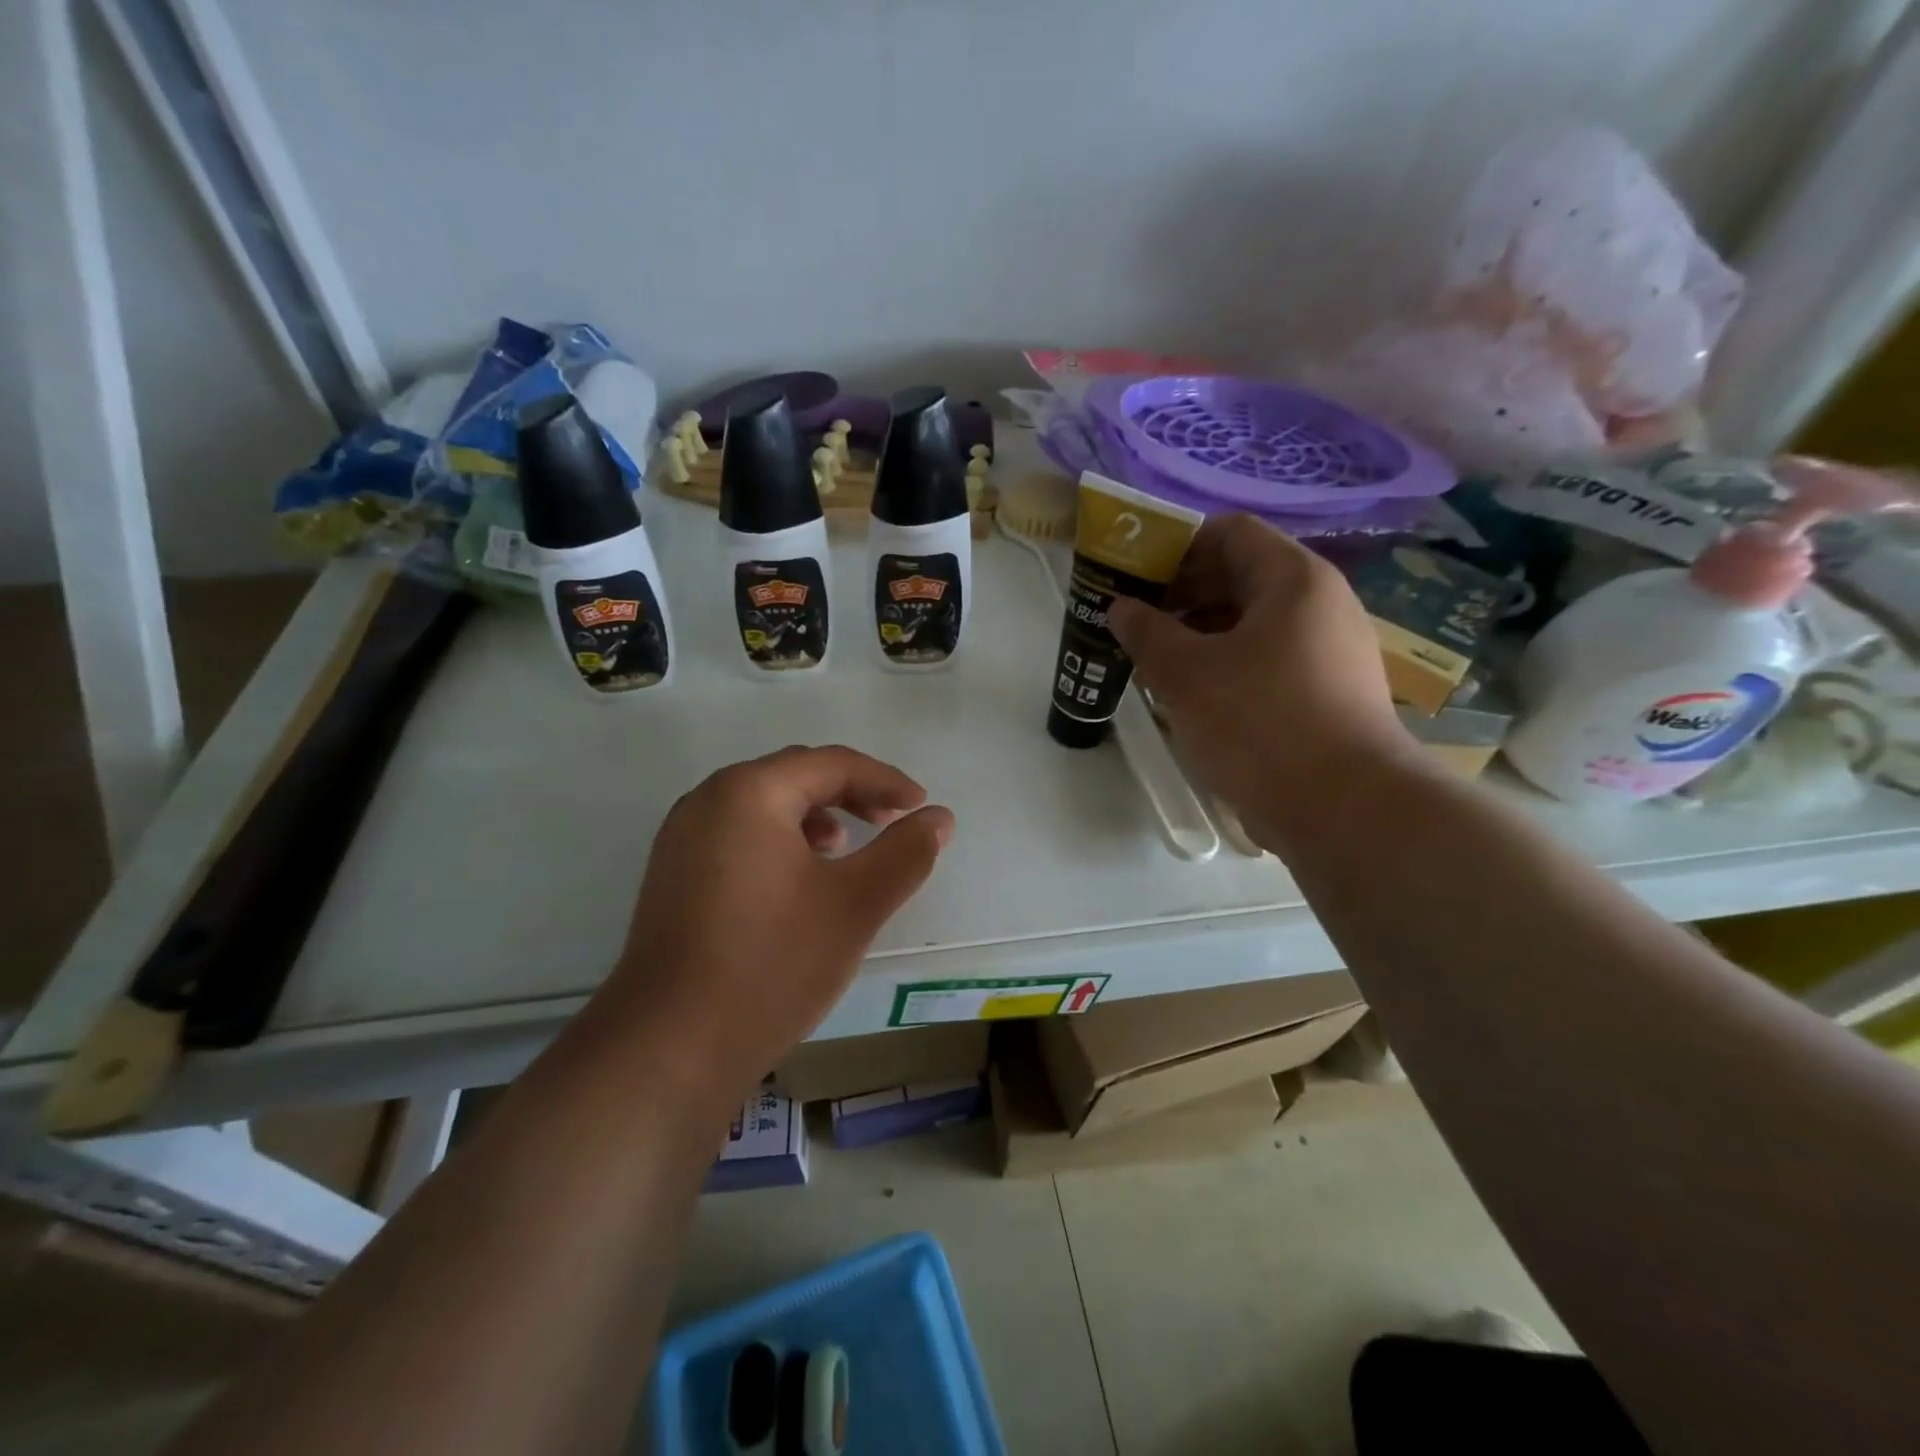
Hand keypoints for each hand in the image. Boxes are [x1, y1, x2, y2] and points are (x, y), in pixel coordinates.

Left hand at [602, 746, 952, 1110]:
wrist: (669, 1048)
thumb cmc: (771, 963)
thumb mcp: (855, 904)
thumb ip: (905, 853)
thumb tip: (940, 818)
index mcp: (748, 792)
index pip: (831, 764)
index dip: (884, 780)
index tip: (920, 808)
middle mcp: (707, 801)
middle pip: (793, 776)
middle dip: (849, 793)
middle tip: (891, 820)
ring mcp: (681, 839)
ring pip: (763, 806)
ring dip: (813, 816)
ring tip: (845, 849)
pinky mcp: (672, 876)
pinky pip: (737, 836)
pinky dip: (779, 842)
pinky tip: (797, 883)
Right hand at [1107, 514, 1415, 851]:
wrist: (1343, 808)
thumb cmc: (1259, 723)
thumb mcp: (1185, 674)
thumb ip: (1146, 632)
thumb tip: (1121, 607)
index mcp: (1293, 580)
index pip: (1230, 533)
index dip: (1176, 547)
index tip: (1136, 578)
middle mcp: (1321, 604)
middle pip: (1242, 577)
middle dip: (1182, 596)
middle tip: (1136, 625)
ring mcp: (1330, 651)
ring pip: (1253, 624)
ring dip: (1200, 636)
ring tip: (1156, 665)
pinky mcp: (1329, 693)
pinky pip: (1268, 661)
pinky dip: (1227, 667)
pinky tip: (1194, 699)